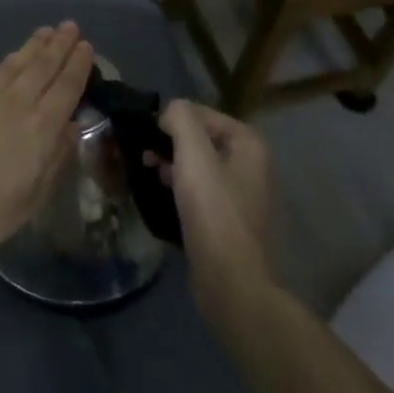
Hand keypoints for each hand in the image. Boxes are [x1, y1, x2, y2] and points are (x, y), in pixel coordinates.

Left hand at [0, 23, 91, 262]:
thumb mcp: (29, 200)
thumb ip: (54, 161)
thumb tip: (71, 128)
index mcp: (41, 131)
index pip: (66, 90)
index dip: (78, 67)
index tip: (86, 47)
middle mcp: (19, 105)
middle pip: (43, 68)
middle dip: (59, 46)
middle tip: (70, 26)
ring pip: (19, 63)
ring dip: (35, 45)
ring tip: (48, 30)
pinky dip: (11, 58)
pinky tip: (15, 56)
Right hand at [153, 100, 274, 317]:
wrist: (231, 281)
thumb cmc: (213, 211)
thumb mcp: (193, 154)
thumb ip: (181, 119)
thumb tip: (169, 111)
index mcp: (249, 145)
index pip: (203, 114)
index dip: (173, 118)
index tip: (147, 132)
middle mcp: (250, 166)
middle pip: (201, 139)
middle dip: (170, 141)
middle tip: (143, 152)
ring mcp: (241, 196)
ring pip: (198, 166)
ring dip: (171, 163)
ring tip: (146, 170)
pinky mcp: (228, 221)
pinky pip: (200, 191)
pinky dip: (179, 187)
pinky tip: (160, 194)